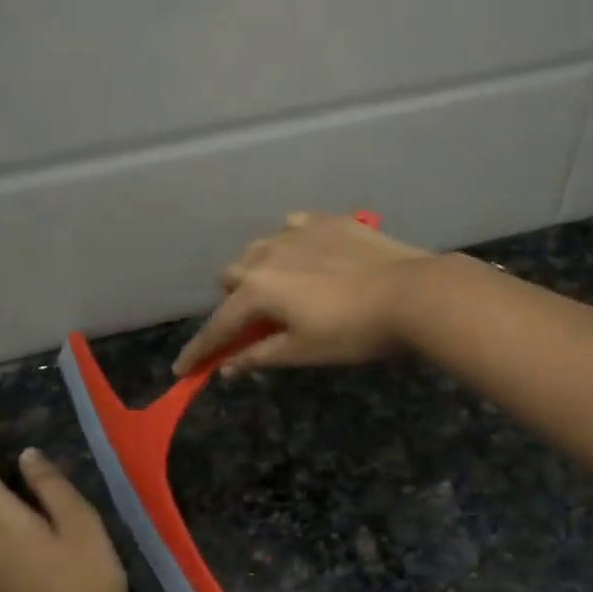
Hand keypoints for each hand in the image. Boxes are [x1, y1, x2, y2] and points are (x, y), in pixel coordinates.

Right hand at [172, 211, 432, 376]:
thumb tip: (227, 368)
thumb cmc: (352, 332)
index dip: (200, 351)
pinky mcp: (327, 220)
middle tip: (256, 325)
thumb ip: (259, 356)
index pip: (218, 326)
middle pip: (232, 277)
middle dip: (234, 303)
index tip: (182, 371)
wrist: (410, 292)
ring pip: (259, 248)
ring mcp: (298, 231)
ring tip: (282, 290)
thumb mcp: (303, 352)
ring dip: (259, 271)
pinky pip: (292, 228)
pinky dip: (289, 245)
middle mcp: (267, 254)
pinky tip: (307, 257)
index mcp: (257, 290)